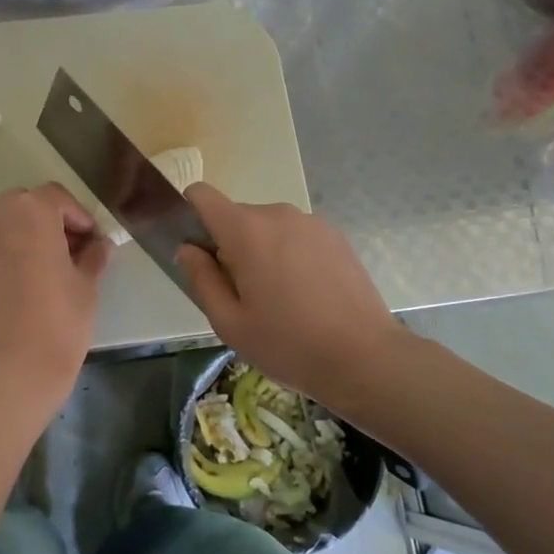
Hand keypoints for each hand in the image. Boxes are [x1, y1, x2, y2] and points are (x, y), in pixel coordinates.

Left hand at [0, 184, 111, 403]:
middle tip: (65, 250)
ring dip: (16, 232)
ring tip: (34, 265)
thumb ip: (93, 255)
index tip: (90, 241)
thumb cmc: (60, 323)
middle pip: (22, 203)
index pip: (57, 198)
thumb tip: (99, 246)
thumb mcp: (87, 286)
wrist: (12, 373)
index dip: (78, 217)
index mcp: (30, 212)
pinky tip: (10, 285)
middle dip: (45, 220)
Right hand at [176, 183, 400, 410]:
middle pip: (236, 217)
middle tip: (242, 295)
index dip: (190, 216)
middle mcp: (277, 214)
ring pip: (268, 228)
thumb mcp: (229, 322)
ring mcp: (311, 222)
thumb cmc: (288, 343)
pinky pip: (296, 237)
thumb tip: (188, 249)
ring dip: (262, 252)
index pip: (202, 195)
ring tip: (278, 300)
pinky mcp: (336, 236)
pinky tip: (306, 296)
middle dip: (229, 246)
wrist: (365, 357)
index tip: (198, 253)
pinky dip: (291, 256)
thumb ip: (201, 279)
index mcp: (245, 230)